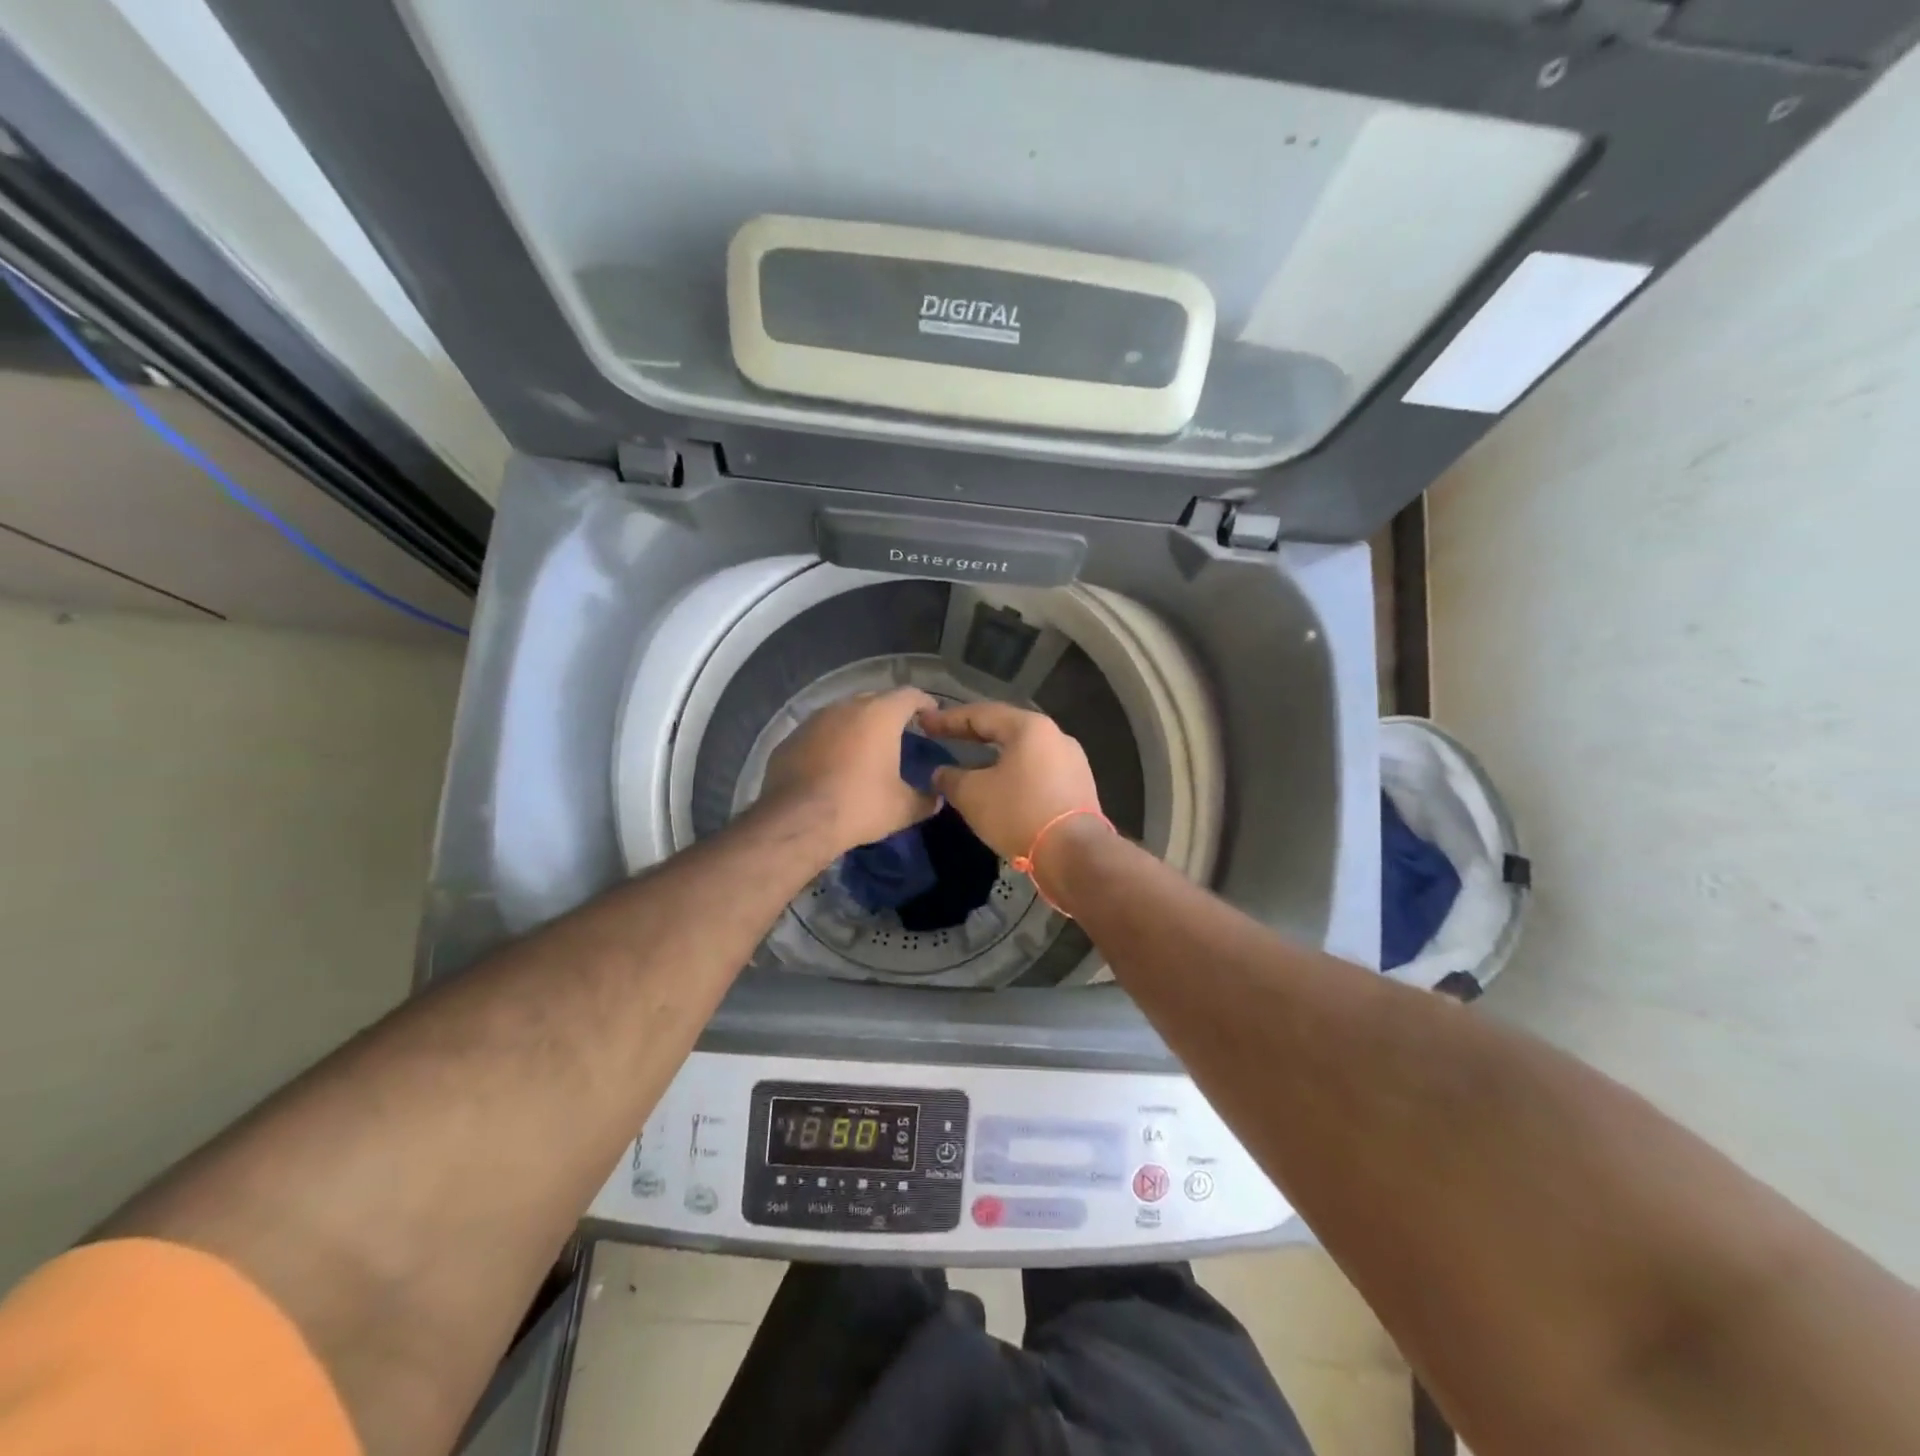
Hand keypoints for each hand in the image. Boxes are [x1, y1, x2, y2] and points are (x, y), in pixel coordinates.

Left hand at [760, 688, 939, 854]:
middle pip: (875, 699)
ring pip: (844, 713)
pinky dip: (832, 741)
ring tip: (866, 746)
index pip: (909, 695)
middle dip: (890, 712)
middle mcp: (846, 707)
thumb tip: (937, 799)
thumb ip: (925, 800)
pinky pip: (820, 732)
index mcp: (879, 715)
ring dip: (858, 725)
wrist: (796, 821)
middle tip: (900, 732)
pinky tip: (833, 762)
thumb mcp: (902, 809)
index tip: (931, 715)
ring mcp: (814, 720)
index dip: (924, 702)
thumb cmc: (858, 806)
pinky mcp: (791, 737)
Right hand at [915, 701, 1102, 862]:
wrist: (1075, 854)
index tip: (924, 723)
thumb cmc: (1019, 813)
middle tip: (945, 737)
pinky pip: (1038, 772)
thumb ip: (951, 778)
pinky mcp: (1079, 787)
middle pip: (1006, 729)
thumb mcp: (973, 795)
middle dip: (974, 734)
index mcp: (1030, 727)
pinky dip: (1014, 774)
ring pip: (1024, 752)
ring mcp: (1072, 762)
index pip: (982, 715)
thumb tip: (941, 773)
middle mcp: (1056, 736)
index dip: (949, 719)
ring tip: (971, 763)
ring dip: (995, 757)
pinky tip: (1000, 787)